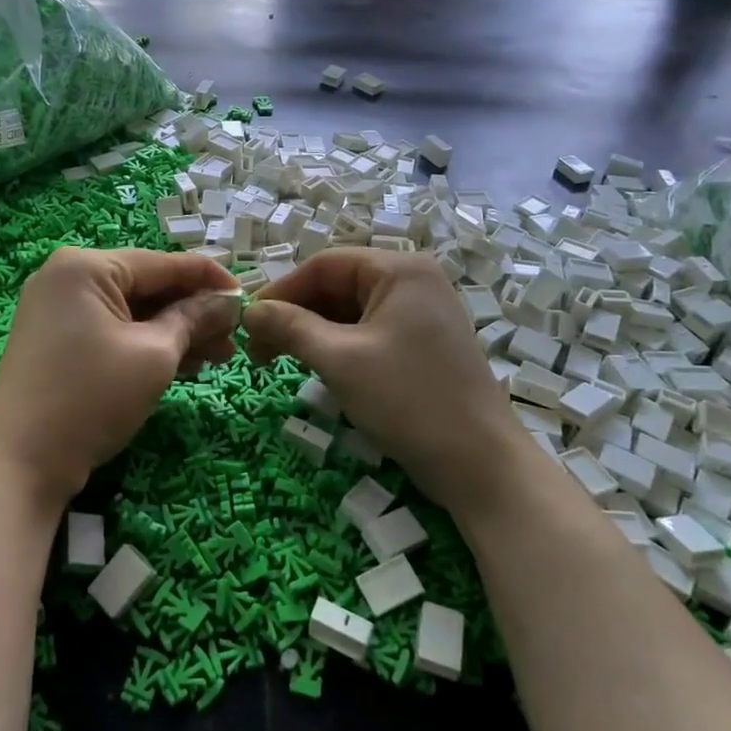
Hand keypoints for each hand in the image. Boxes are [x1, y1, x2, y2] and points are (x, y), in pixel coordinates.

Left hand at [0, 247, 238, 502]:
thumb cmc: (91, 398)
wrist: (19, 464)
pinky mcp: (57, 339)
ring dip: (175, 332)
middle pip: (148, 286)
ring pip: (132, 311)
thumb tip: (228, 301)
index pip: (164, 263)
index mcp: (86, 266)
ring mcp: (58, 309)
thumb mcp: (154, 355)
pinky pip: (113, 329)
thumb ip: (194, 319)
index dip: (211, 279)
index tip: (250, 298)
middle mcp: (68, 277)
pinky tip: (183, 365)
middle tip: (234, 341)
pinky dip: (146, 344)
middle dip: (194, 313)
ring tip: (217, 359)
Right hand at [245, 249, 523, 510]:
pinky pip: (369, 332)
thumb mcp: (340, 359)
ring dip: (313, 333)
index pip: (324, 265)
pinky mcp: (423, 344)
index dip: (281, 291)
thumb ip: (290, 327)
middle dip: (295, 314)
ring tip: (281, 361)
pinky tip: (318, 368)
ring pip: (350, 311)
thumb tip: (248, 311)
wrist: (481, 466)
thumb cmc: (409, 400)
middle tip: (259, 350)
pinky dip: (338, 346)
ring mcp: (422, 314)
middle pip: (337, 286)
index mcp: (399, 270)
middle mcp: (413, 281)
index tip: (249, 323)